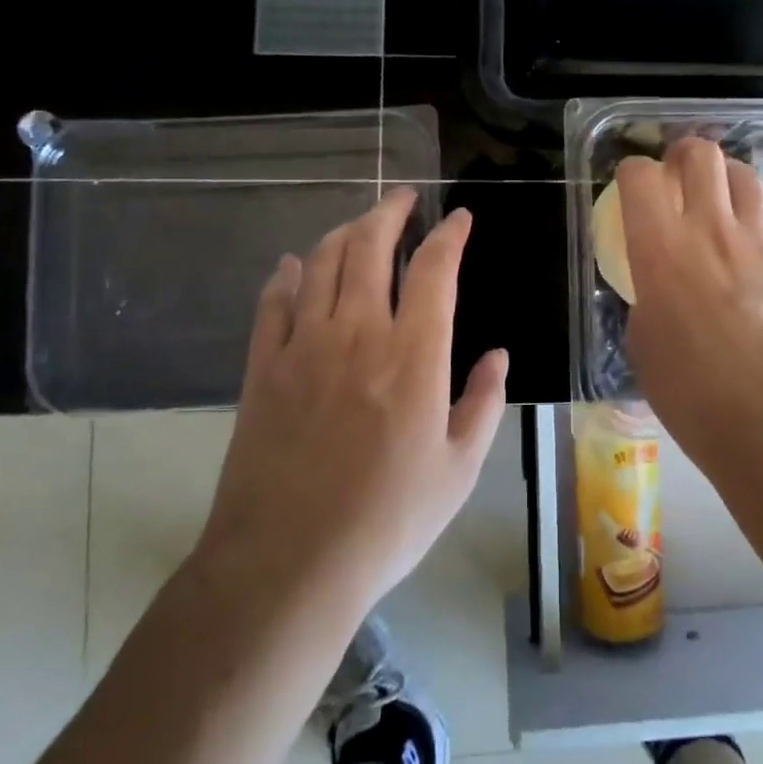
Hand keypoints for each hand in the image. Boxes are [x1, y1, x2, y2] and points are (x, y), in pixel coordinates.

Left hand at [195, 189, 507, 612]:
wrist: (287, 564)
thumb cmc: (387, 520)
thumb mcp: (459, 469)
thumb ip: (484, 403)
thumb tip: (498, 355)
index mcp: (414, 354)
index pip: (435, 269)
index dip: (449, 235)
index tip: (459, 218)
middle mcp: (359, 332)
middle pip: (371, 246)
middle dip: (390, 212)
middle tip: (403, 199)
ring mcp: (304, 345)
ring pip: (322, 263)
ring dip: (344, 233)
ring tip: (360, 225)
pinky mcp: (263, 367)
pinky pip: (273, 302)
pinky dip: (287, 275)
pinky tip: (294, 265)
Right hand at [617, 140, 762, 467]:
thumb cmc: (693, 394)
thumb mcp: (643, 341)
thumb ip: (648, 293)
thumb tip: (658, 282)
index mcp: (662, 249)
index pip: (641, 176)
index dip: (632, 172)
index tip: (632, 186)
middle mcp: (712, 229)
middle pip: (701, 154)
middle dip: (683, 154)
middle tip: (677, 173)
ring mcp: (761, 240)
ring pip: (744, 174)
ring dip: (724, 178)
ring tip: (718, 200)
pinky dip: (754, 215)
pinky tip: (750, 242)